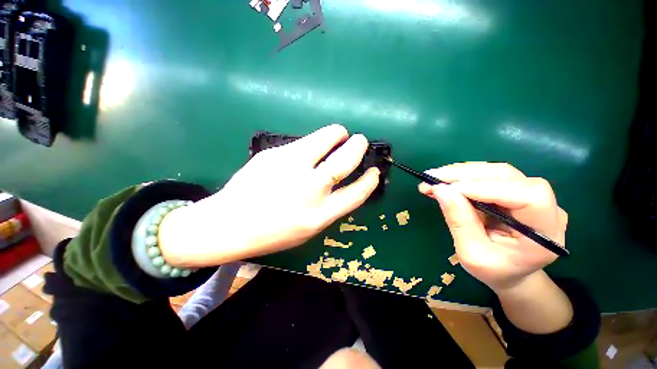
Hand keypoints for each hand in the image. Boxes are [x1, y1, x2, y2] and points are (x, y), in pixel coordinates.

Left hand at [159, 125, 379, 266]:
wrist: (229, 224)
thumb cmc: (272, 232)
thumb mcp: (308, 228)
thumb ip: (328, 207)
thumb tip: (340, 184)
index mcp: (320, 214)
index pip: (356, 194)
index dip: (369, 181)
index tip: (374, 171)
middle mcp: (309, 189)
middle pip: (343, 161)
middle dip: (357, 146)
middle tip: (360, 140)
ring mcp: (290, 168)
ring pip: (323, 140)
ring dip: (336, 133)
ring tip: (340, 133)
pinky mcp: (274, 154)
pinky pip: (301, 144)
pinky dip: (311, 143)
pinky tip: (305, 151)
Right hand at [418, 162, 567, 291]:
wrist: (509, 272)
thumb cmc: (494, 271)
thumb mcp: (472, 254)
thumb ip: (459, 221)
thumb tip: (440, 189)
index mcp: (545, 232)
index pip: (529, 197)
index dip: (489, 188)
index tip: (450, 188)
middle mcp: (545, 207)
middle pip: (508, 176)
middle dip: (465, 175)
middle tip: (432, 177)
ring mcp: (530, 195)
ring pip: (495, 172)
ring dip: (460, 173)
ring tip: (433, 178)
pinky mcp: (513, 190)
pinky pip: (487, 176)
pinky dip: (462, 177)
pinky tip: (443, 181)